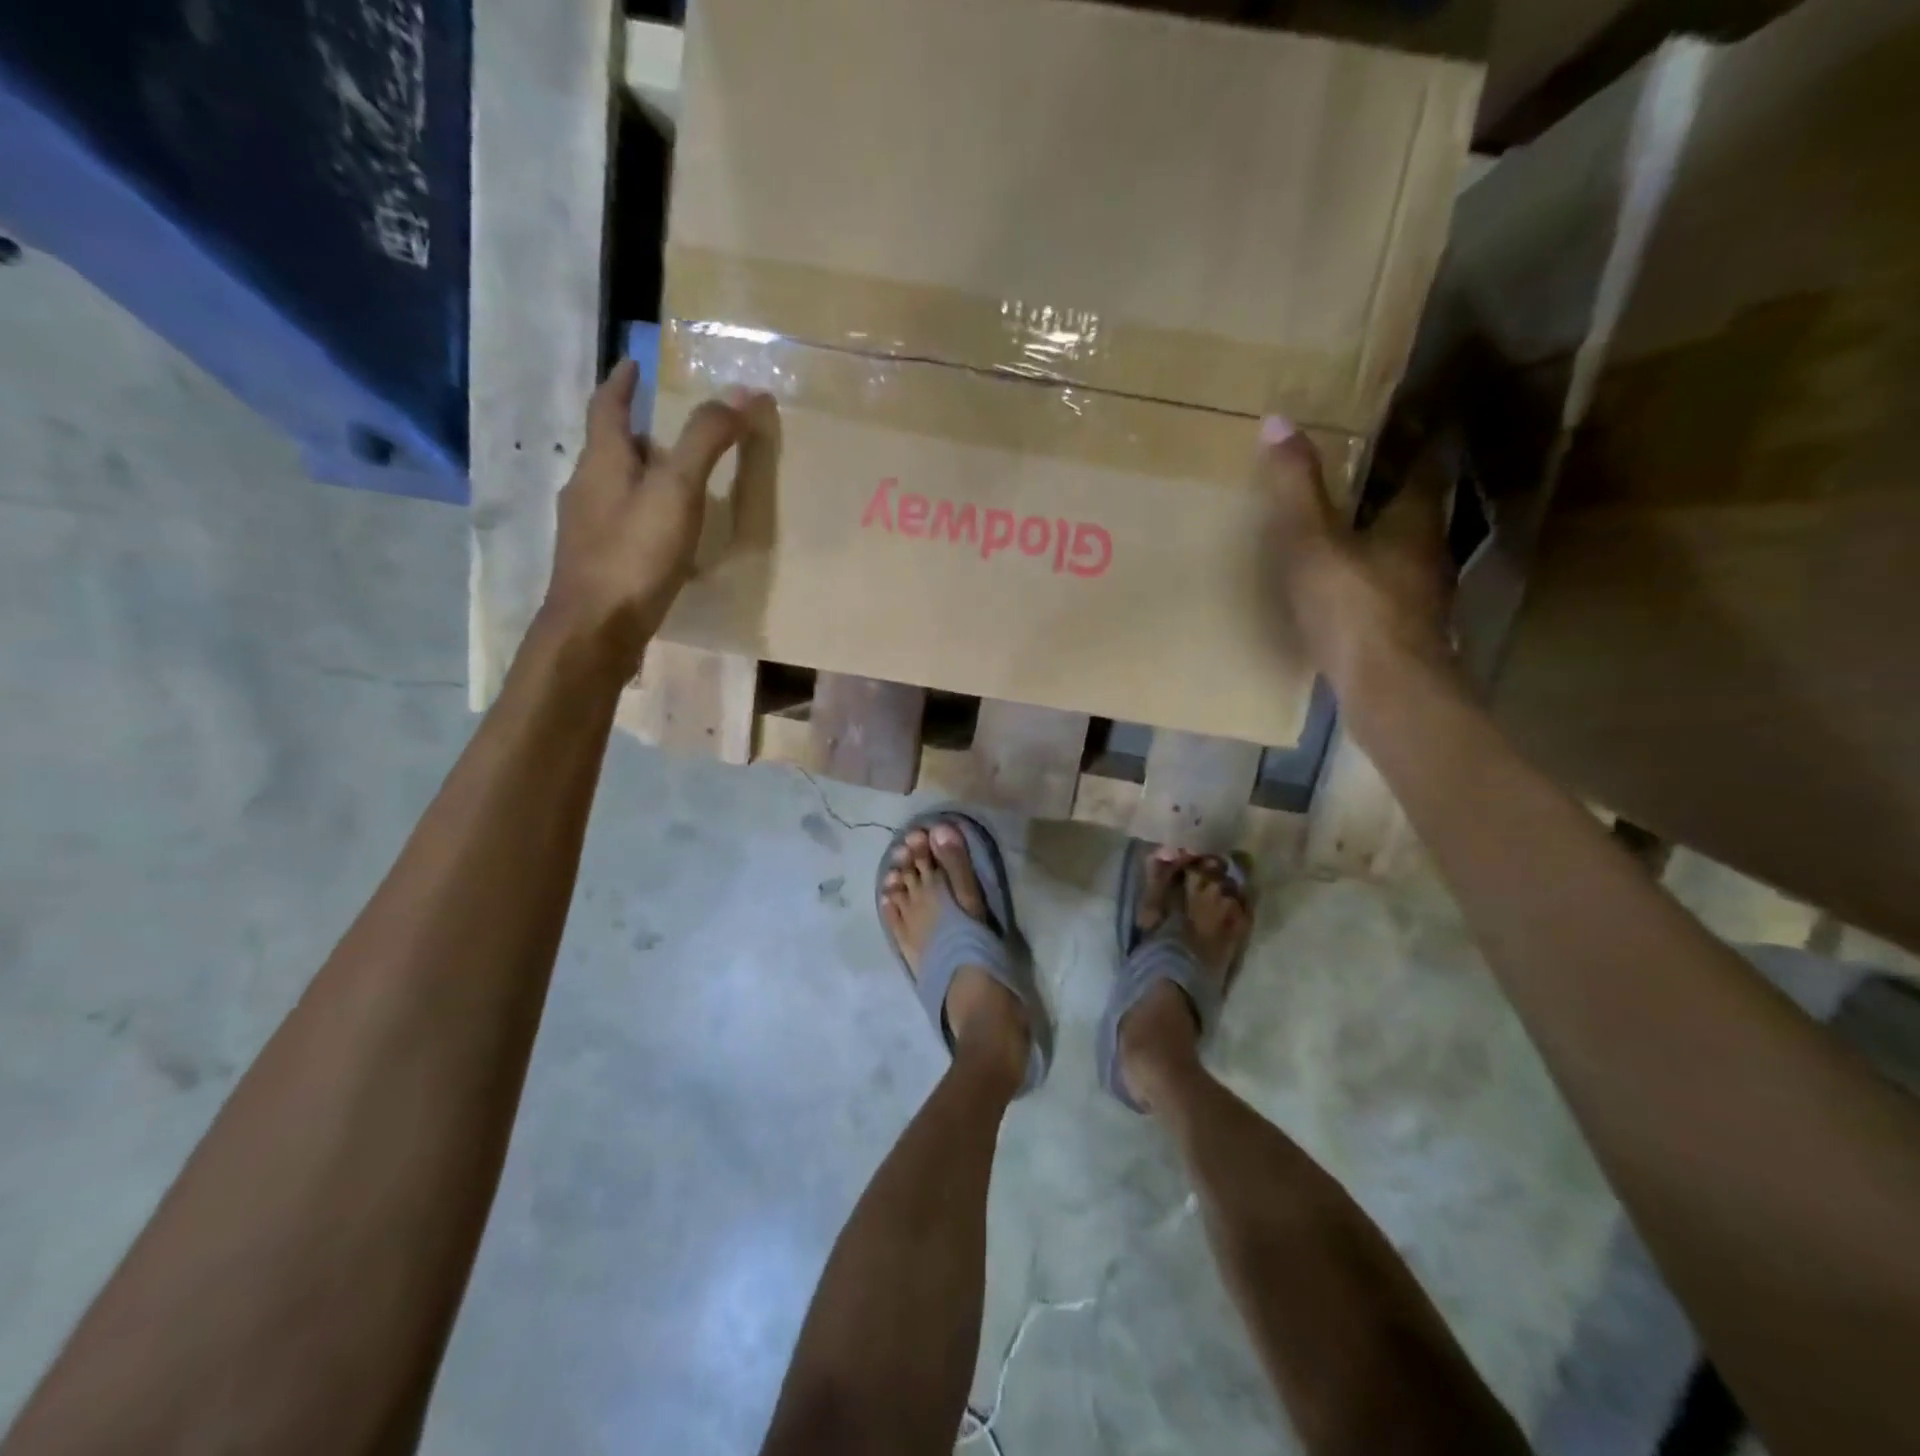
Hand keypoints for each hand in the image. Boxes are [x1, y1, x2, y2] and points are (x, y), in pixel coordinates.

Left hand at [541, 359, 753, 671]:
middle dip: (640, 435)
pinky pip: (624, 526)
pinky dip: (646, 518)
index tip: (633, 364)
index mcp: (602, 462)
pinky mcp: (598, 565)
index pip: (608, 408)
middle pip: (611, 450)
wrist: (595, 631)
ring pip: (617, 490)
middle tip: (674, 432)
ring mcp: (588, 531)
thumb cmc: (634, 555)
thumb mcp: (677, 491)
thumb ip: (707, 441)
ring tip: (679, 484)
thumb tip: (744, 390)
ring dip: (644, 479)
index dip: (621, 383)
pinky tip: (669, 540)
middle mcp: (587, 489)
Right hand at [1258, 417, 1454, 694]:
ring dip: (1381, 538)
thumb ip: (1295, 489)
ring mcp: (1422, 596)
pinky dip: (1372, 578)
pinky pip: (1389, 589)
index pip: (1425, 466)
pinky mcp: (1407, 632)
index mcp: (1413, 521)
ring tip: (1346, 529)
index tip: (1399, 422)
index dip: (1415, 442)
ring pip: (1404, 552)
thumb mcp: (1312, 543)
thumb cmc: (1353, 609)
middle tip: (1357, 474)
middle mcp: (1428, 552)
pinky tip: (1346, 589)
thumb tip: (1277, 420)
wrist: (1388, 690)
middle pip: (1415, 510)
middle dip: (1391, 491)